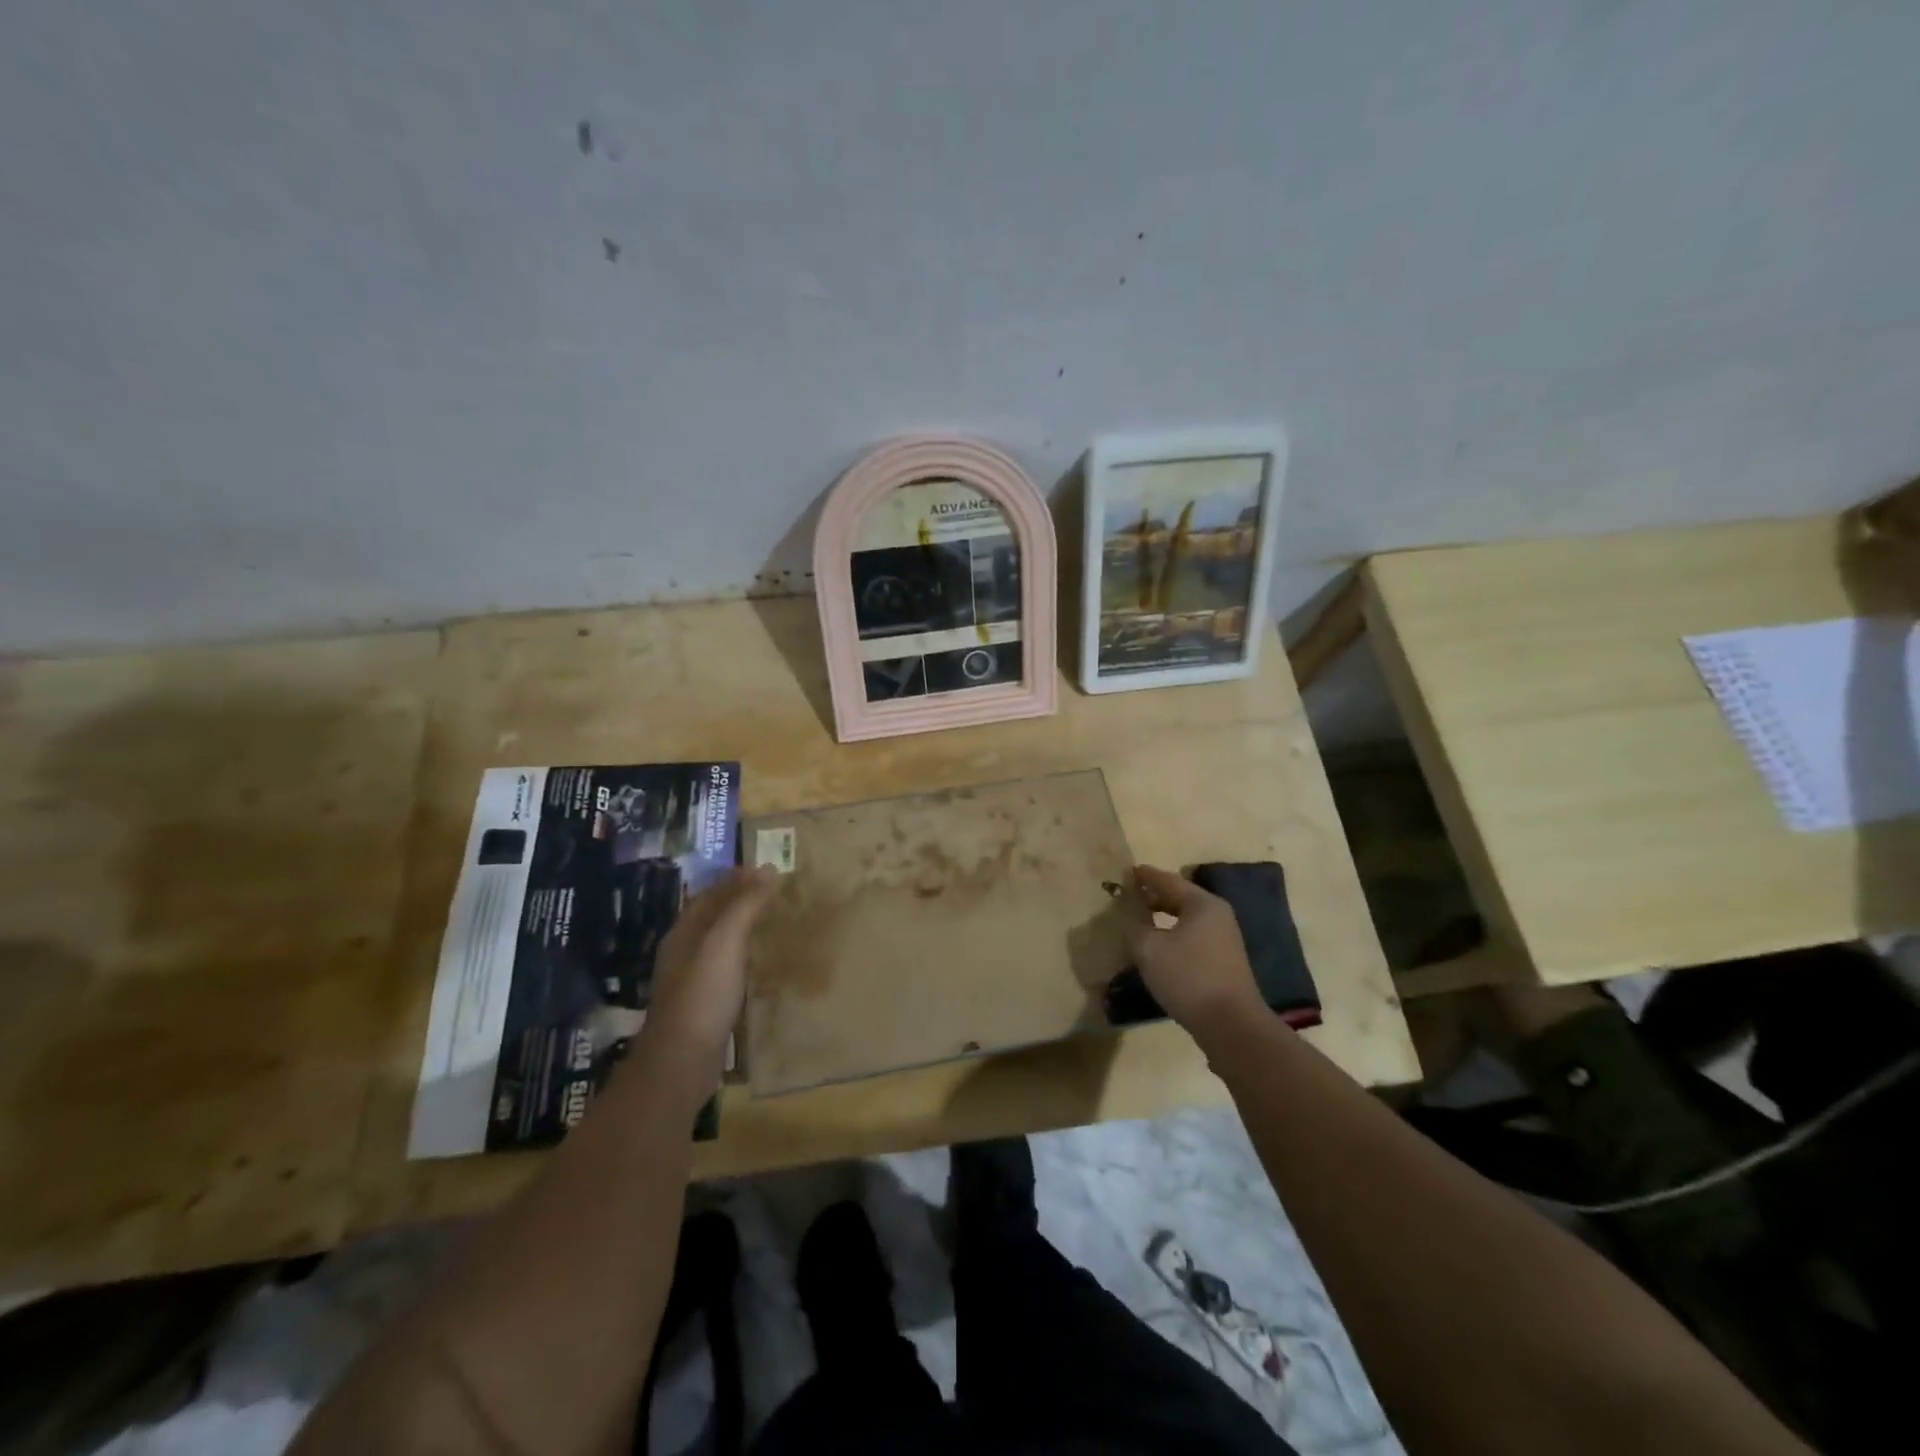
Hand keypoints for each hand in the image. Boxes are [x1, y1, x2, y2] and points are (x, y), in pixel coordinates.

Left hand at [643, 866, 779, 1065]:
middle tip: (774, 893)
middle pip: (711, 917)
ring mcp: (690, 981)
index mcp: (683, 933)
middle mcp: (683, 953)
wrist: (681, 1061)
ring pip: (718, 943)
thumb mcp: (725, 942)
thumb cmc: (702, 994)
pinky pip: (725, 968)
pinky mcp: (702, 1005)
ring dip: (741, 928)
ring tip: (771, 922)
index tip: (766, 870)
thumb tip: (768, 869)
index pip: (709, 894)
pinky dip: (743, 956)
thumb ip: (744, 905)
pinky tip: (759, 964)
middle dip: (738, 901)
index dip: (735, 879)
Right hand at [1123, 865, 1266, 1045]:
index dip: (1145, 876)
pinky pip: (1192, 938)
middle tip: (1129, 897)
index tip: (1126, 872)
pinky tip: (1158, 949)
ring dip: (1163, 919)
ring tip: (1140, 922)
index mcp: (1202, 904)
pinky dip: (1173, 936)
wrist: (1231, 1025)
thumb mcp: (1149, 949)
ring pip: (1186, 920)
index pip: (1167, 880)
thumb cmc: (1188, 977)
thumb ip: (1133, 926)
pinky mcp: (1224, 963)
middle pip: (1180, 898)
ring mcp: (1224, 940)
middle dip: (1153, 897)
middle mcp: (1217, 916)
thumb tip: (1128, 918)